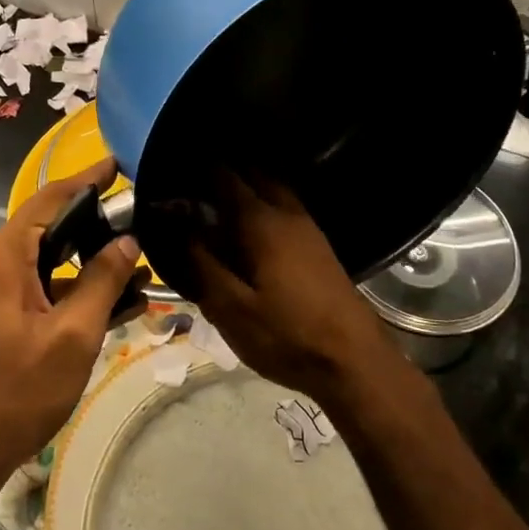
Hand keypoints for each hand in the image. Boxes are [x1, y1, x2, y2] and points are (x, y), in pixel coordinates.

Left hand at [0, 157, 139, 496]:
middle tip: (135, 227)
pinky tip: (100, 306)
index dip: (86, 180)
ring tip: (131, 275)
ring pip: (36, 265)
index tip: (118, 164)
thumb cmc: (15, 396)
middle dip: (91, 229)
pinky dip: (60, 292)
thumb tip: (128, 240)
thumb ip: (103, 281)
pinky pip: (25, 290)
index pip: (47, 201)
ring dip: (80, 268)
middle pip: (42, 231)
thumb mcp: (73, 338)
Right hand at [185, 174, 395, 396]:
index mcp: (261, 222)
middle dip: (225, 172)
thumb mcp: (232, 308)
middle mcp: (287, 212)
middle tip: (194, 186)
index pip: (226, 177)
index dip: (199, 170)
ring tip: (217, 203)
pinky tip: (250, 229)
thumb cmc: (287, 335)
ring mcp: (308, 227)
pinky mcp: (319, 244)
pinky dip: (264, 203)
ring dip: (248, 186)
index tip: (174, 172)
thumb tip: (176, 225)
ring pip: (274, 188)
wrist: (354, 359)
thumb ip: (201, 263)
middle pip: (255, 174)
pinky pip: (285, 206)